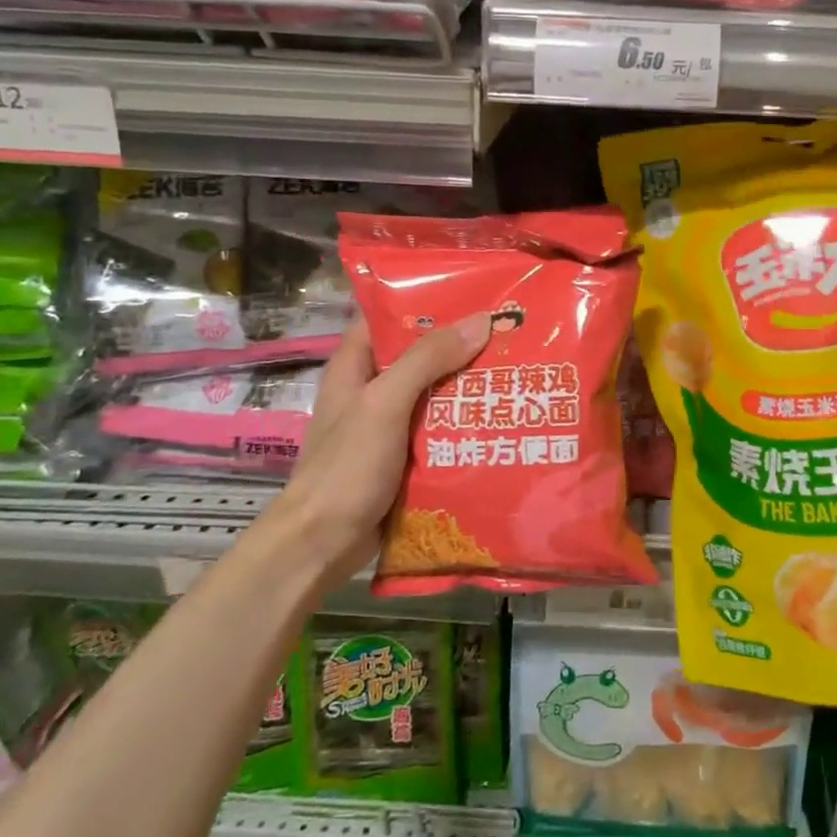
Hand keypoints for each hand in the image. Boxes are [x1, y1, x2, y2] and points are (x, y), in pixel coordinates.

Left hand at [266, 313, 489, 591]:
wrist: (322, 544)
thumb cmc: (347, 466)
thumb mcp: (385, 403)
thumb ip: (428, 360)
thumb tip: (481, 321)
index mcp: (355, 367)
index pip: (388, 317)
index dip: (426, 302)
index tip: (472, 292)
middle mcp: (371, 390)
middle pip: (418, 355)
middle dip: (459, 345)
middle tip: (508, 332)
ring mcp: (386, 426)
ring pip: (432, 394)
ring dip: (466, 386)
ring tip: (513, 369)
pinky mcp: (402, 458)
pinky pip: (437, 430)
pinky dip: (462, 423)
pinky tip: (497, 418)